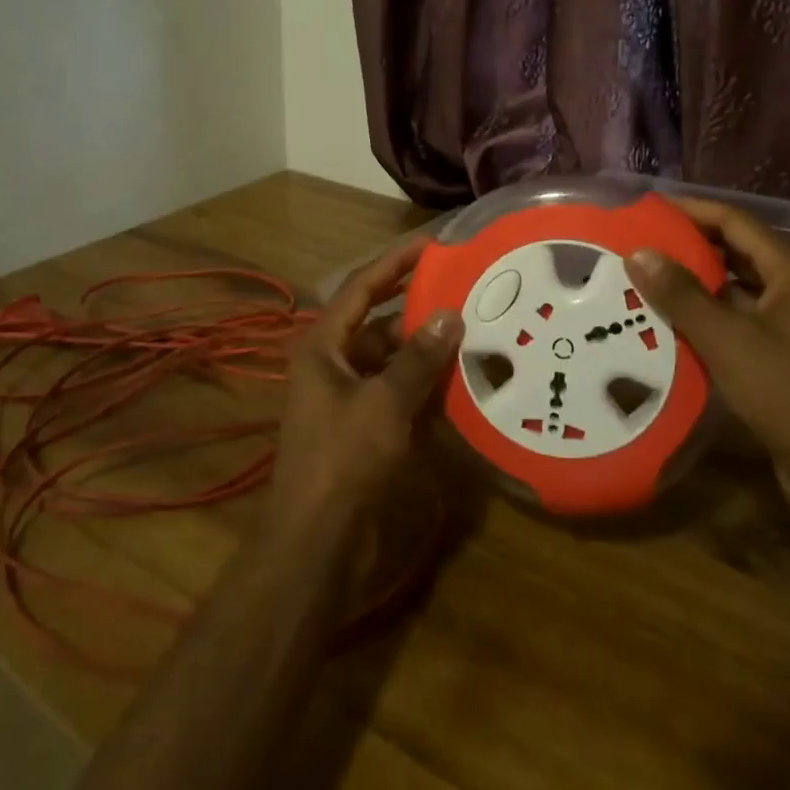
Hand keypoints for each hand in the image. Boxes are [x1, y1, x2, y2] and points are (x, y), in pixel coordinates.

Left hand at [267, 237, 461, 533]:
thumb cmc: (342, 462)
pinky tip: (462, 381)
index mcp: (323, 347)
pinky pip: (399, 393)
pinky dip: (426, 386)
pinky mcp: (365, 429)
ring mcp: (349, 398)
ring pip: (393, 361)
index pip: (361, 288)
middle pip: (380, 324)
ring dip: (427, 350)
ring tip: (474, 331)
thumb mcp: (383, 404)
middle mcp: (334, 365)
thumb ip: (418, 359)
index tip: (432, 244)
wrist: (316, 545)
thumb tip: (449, 314)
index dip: (394, 263)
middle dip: (419, 309)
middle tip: (466, 291)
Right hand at [623, 197, 789, 470]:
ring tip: (640, 282)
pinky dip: (703, 318)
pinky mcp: (780, 356)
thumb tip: (638, 252)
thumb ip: (681, 294)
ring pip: (732, 290)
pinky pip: (735, 322)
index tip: (644, 210)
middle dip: (686, 247)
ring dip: (691, 285)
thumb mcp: (727, 339)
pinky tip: (665, 326)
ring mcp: (789, 324)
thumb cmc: (789, 393)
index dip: (690, 211)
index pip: (734, 221)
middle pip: (734, 252)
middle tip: (635, 246)